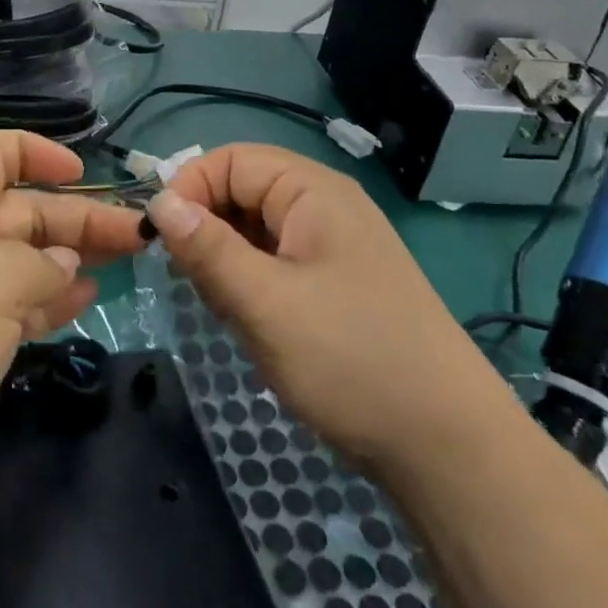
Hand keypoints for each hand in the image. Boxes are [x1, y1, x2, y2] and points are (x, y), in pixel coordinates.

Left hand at [0, 131, 145, 524]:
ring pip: (25, 262)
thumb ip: (38, 266)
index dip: (35, 152)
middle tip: (137, 235)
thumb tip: (62, 267)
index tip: (80, 171)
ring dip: (71, 259)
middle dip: (79, 217)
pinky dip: (50, 302)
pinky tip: (83, 302)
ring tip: (123, 263)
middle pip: (23, 212)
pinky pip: (15, 309)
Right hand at [144, 145, 515, 477]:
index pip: (230, 160)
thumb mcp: (265, 302)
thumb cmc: (351, 359)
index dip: (189, 190)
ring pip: (255, 231)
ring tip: (228, 309)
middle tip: (196, 283)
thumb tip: (159, 203)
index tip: (160, 242)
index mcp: (313, 191)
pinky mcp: (337, 284)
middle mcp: (325, 206)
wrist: (448, 447)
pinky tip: (252, 322)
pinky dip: (251, 282)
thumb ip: (206, 248)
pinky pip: (276, 262)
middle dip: (207, 230)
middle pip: (242, 192)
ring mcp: (335, 246)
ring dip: (227, 261)